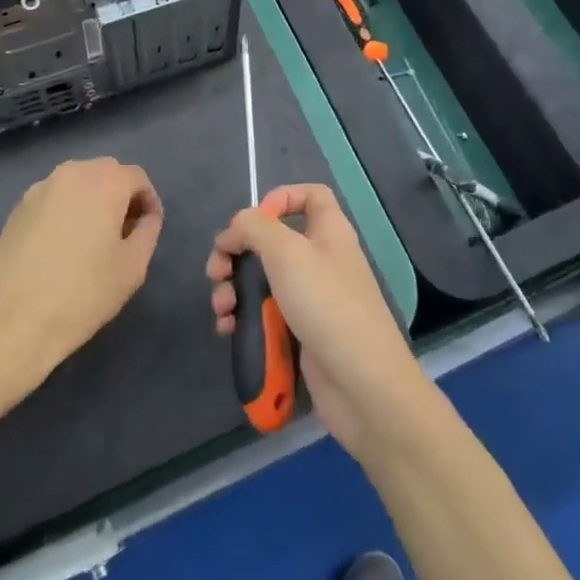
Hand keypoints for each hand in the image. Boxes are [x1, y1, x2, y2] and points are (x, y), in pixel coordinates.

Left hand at [0, 158, 162, 408]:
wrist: (8, 322)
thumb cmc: (81, 294)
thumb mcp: (132, 268)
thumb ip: (147, 232)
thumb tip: (145, 217)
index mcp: (105, 182)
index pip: (137, 177)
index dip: (149, 201)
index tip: (149, 228)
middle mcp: (72, 174)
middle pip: (106, 172)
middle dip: (121, 195)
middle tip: (124, 231)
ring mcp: (40, 189)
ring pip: (77, 182)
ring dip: (92, 200)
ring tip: (93, 238)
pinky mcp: (17, 208)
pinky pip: (53, 197)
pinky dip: (66, 210)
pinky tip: (62, 245)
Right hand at [206, 184, 432, 463]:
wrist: (362, 383)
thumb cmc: (326, 304)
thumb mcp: (286, 252)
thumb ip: (254, 228)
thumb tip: (235, 229)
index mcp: (329, 231)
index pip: (310, 195)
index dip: (281, 198)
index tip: (253, 221)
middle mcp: (321, 259)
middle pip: (273, 242)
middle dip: (238, 253)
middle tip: (217, 272)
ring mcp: (312, 299)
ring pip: (264, 281)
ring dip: (234, 290)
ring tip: (221, 308)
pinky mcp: (302, 333)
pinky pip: (267, 316)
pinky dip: (245, 319)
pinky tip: (228, 330)